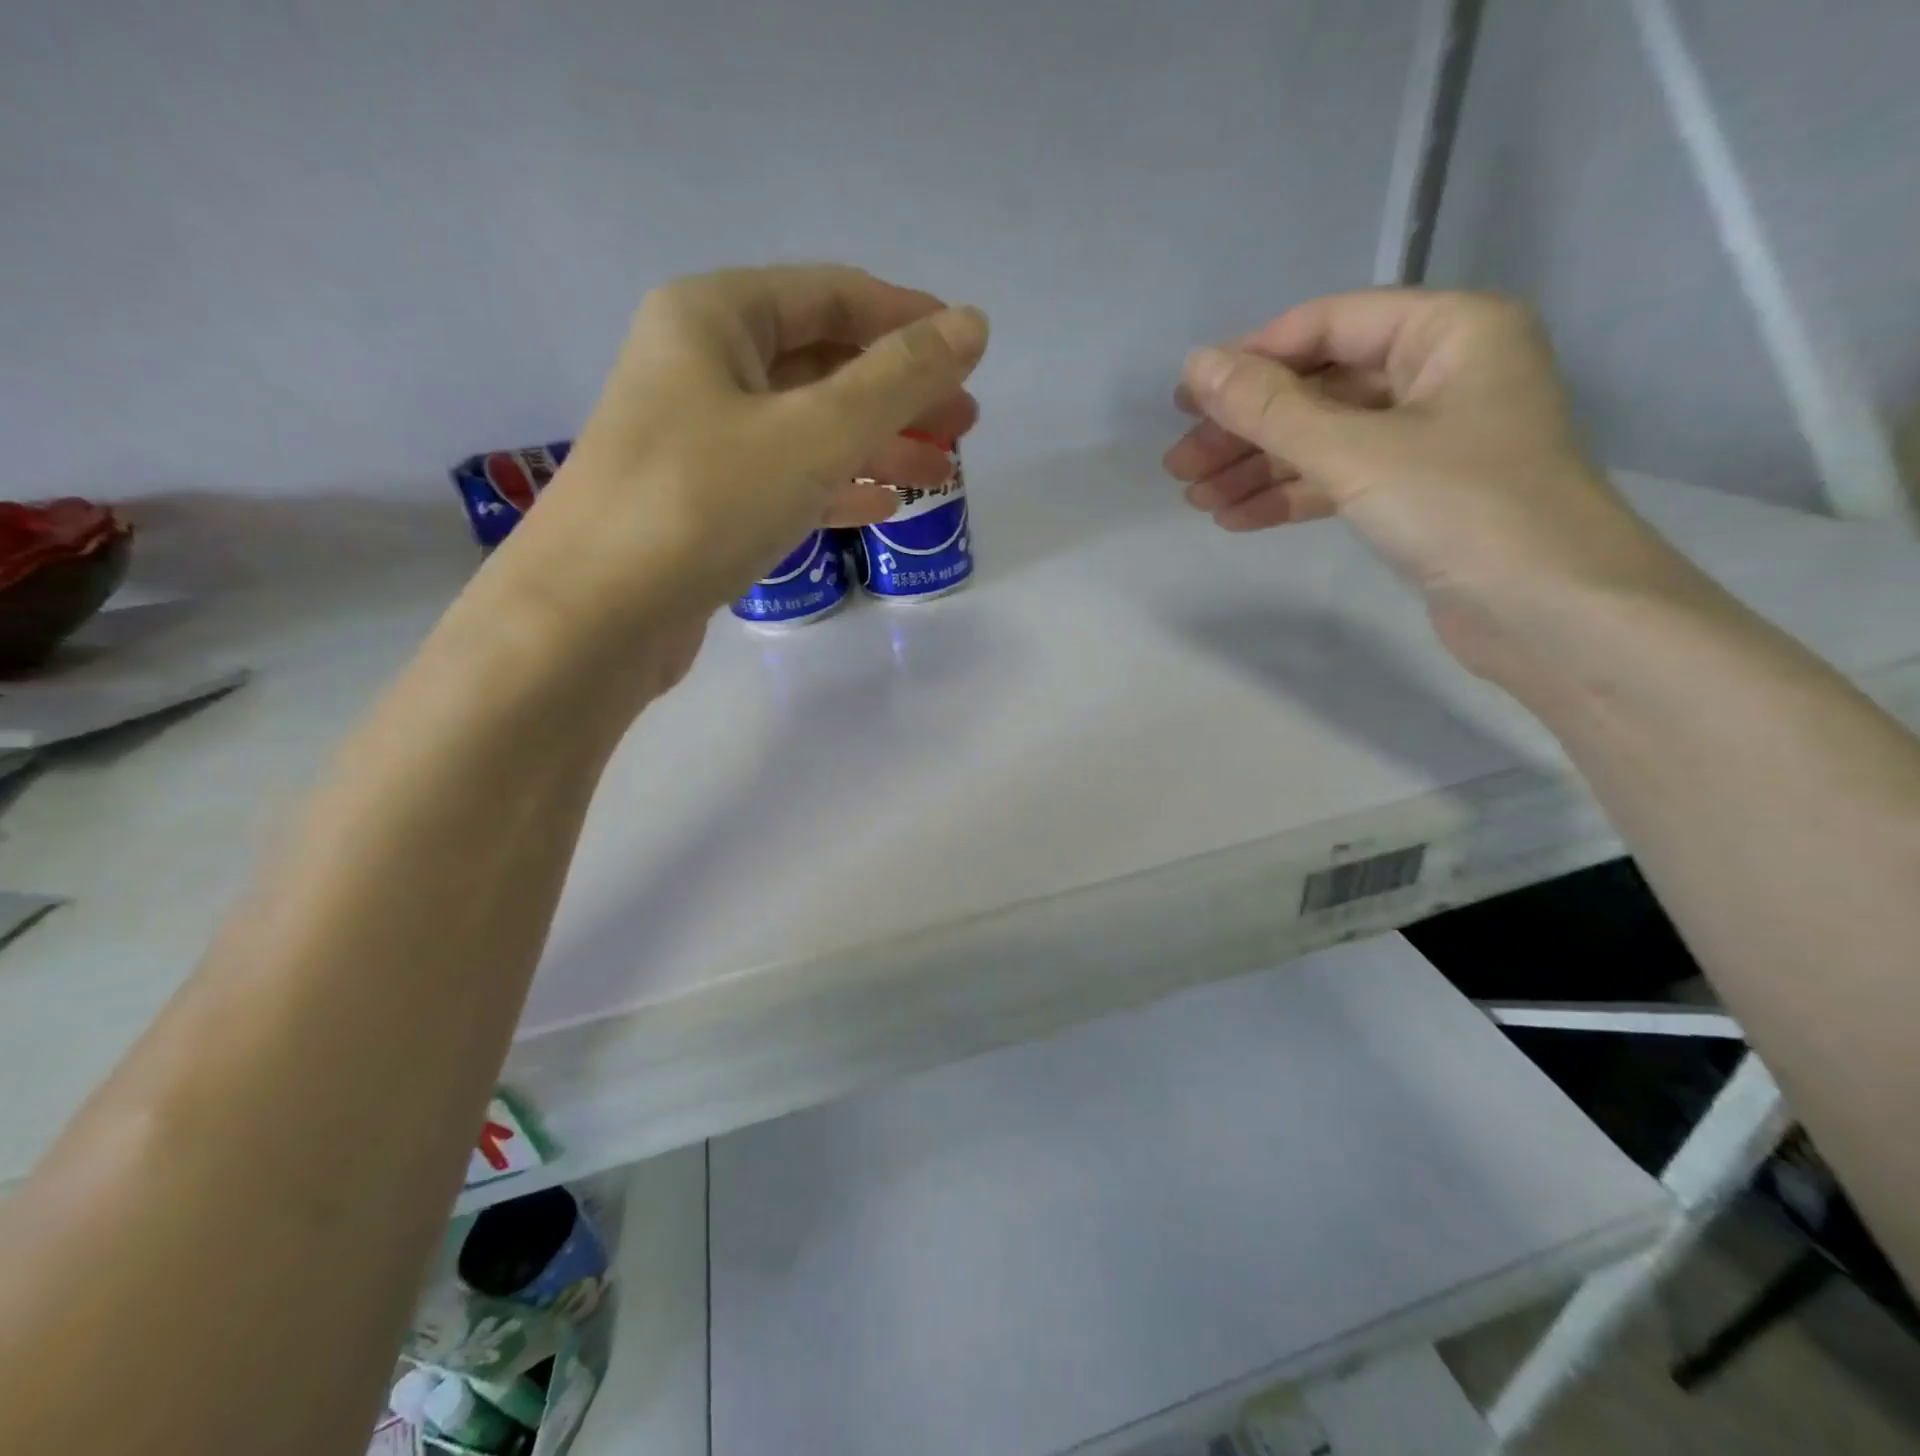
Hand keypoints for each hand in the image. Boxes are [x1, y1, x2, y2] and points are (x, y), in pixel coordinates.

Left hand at [489, 264, 988, 658]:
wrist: (594, 618)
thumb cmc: (703, 503)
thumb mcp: (815, 433)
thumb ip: (899, 379)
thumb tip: (973, 326)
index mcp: (715, 318)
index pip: (834, 295)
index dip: (909, 320)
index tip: (972, 353)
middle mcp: (700, 366)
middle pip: (822, 364)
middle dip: (898, 393)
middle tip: (964, 425)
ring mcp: (697, 439)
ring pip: (806, 427)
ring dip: (875, 444)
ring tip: (938, 473)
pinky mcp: (701, 504)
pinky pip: (783, 479)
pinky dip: (834, 487)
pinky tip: (880, 507)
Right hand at [1165, 289, 1682, 677]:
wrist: (1549, 613)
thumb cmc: (1462, 508)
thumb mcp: (1355, 452)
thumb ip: (1270, 408)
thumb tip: (1194, 365)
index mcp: (1449, 331)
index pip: (1327, 325)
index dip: (1250, 360)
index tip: (1185, 401)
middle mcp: (1442, 373)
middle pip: (1319, 388)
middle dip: (1246, 428)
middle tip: (1180, 465)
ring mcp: (1431, 437)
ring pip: (1324, 439)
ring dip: (1258, 468)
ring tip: (1195, 499)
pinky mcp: (1418, 494)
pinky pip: (1340, 480)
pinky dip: (1289, 497)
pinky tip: (1235, 520)